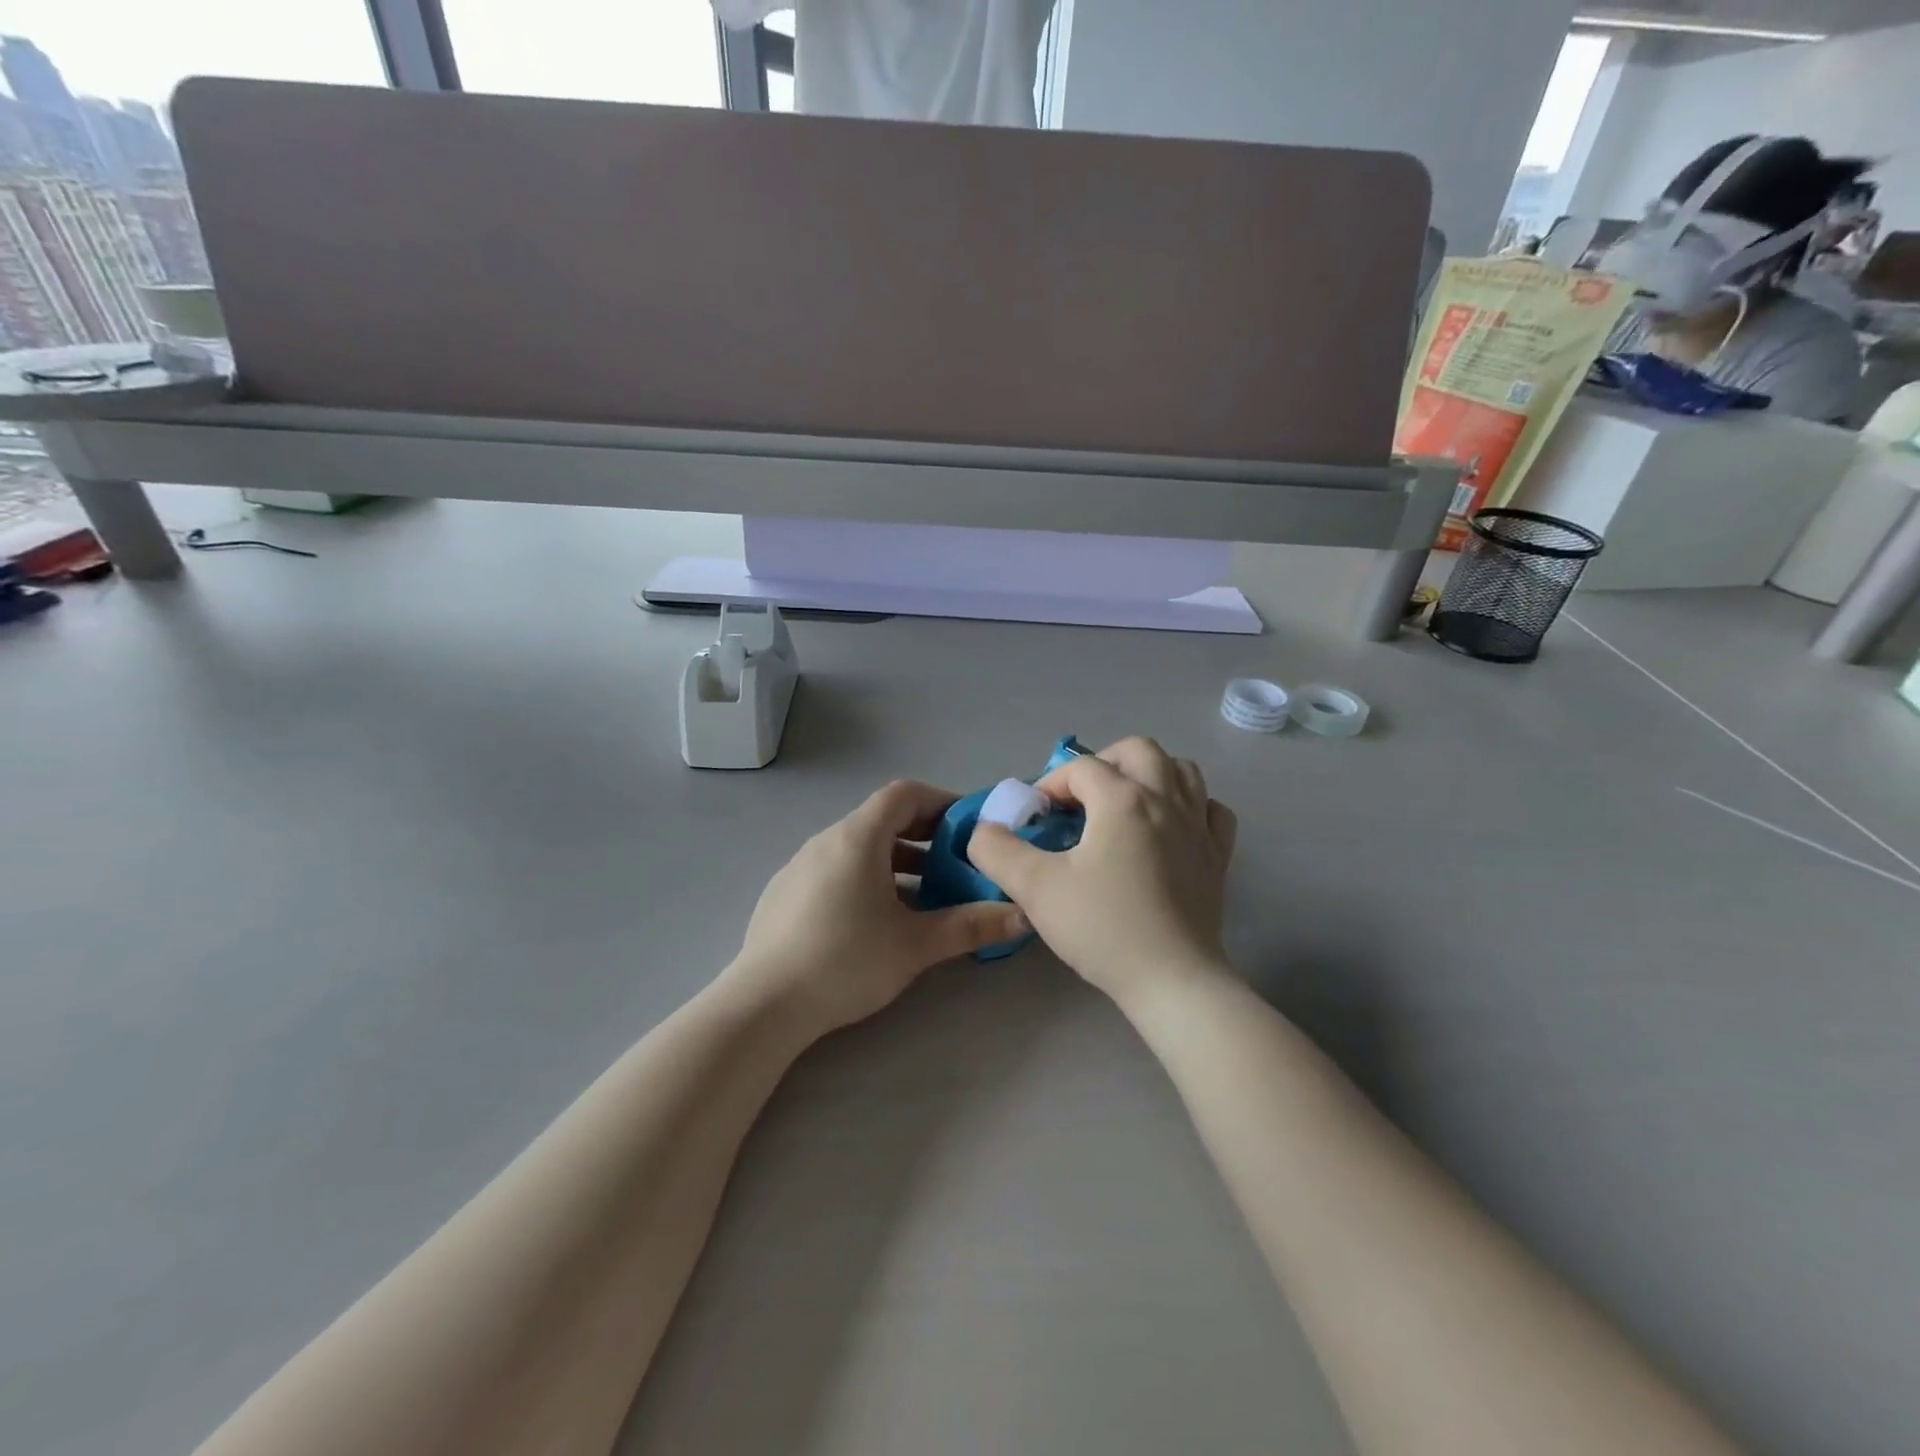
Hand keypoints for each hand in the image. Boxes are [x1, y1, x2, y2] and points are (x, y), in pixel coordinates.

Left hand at [723, 780, 1028, 1035]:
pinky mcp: (785, 893)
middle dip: (924, 837)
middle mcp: (826, 841)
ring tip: (925, 897)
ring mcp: (800, 866)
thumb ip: (971, 926)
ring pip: (858, 849)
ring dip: (897, 863)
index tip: (968, 827)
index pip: (904, 794)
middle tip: (956, 864)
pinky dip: (866, 879)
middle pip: (882, 820)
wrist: (764, 1004)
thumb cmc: (846, 961)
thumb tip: (1023, 916)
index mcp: (857, 838)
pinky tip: (876, 921)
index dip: (940, 801)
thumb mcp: (916, 945)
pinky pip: (835, 870)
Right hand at [968, 737, 1236, 1006]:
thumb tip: (983, 830)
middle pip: (1138, 750)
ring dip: (1149, 774)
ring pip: (1182, 770)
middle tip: (1080, 798)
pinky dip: (1191, 805)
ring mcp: (1198, 826)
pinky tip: (1171, 827)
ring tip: (1123, 804)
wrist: (1172, 981)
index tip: (1036, 818)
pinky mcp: (1218, 856)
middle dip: (1103, 763)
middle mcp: (1166, 799)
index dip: (1051, 784)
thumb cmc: (1103, 928)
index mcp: (1123, 799)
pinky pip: (1211, 810)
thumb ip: (997, 850)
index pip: (1080, 767)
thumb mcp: (1035, 888)